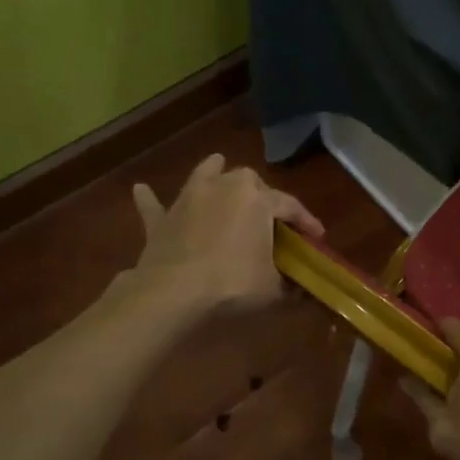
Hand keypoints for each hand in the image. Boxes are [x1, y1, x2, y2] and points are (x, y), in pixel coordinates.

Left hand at [127, 154, 322, 314]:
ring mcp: (189, 199)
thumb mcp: (273, 289)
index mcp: (257, 200)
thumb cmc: (233, 283)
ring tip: (218, 168)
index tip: (317, 237)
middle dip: (261, 193)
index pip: (290, 206)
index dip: (307, 222)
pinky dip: (151, 200)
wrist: (174, 291)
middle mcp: (224, 187)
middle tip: (270, 216)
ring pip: (204, 174)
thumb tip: (301, 289)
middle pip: (248, 180)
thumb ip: (289, 284)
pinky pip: (155, 205)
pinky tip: (141, 190)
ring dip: (213, 172)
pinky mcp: (162, 219)